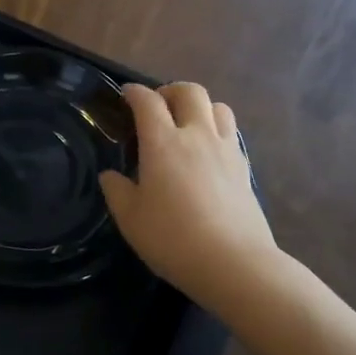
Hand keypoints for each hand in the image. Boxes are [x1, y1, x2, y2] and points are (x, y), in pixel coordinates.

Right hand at [100, 83, 279, 309]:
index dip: (134, 93)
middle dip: (170, 91)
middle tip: (158, 107)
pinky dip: (217, 130)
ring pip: (218, 106)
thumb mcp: (130, 219)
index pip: (147, 101)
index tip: (125, 96)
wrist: (234, 263)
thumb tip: (111, 176)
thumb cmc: (173, 238)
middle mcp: (197, 135)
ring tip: (187, 125)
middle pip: (189, 91)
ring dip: (199, 107)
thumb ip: (116, 191)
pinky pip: (231, 133)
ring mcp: (226, 149)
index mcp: (163, 142)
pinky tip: (207, 153)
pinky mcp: (245, 167)